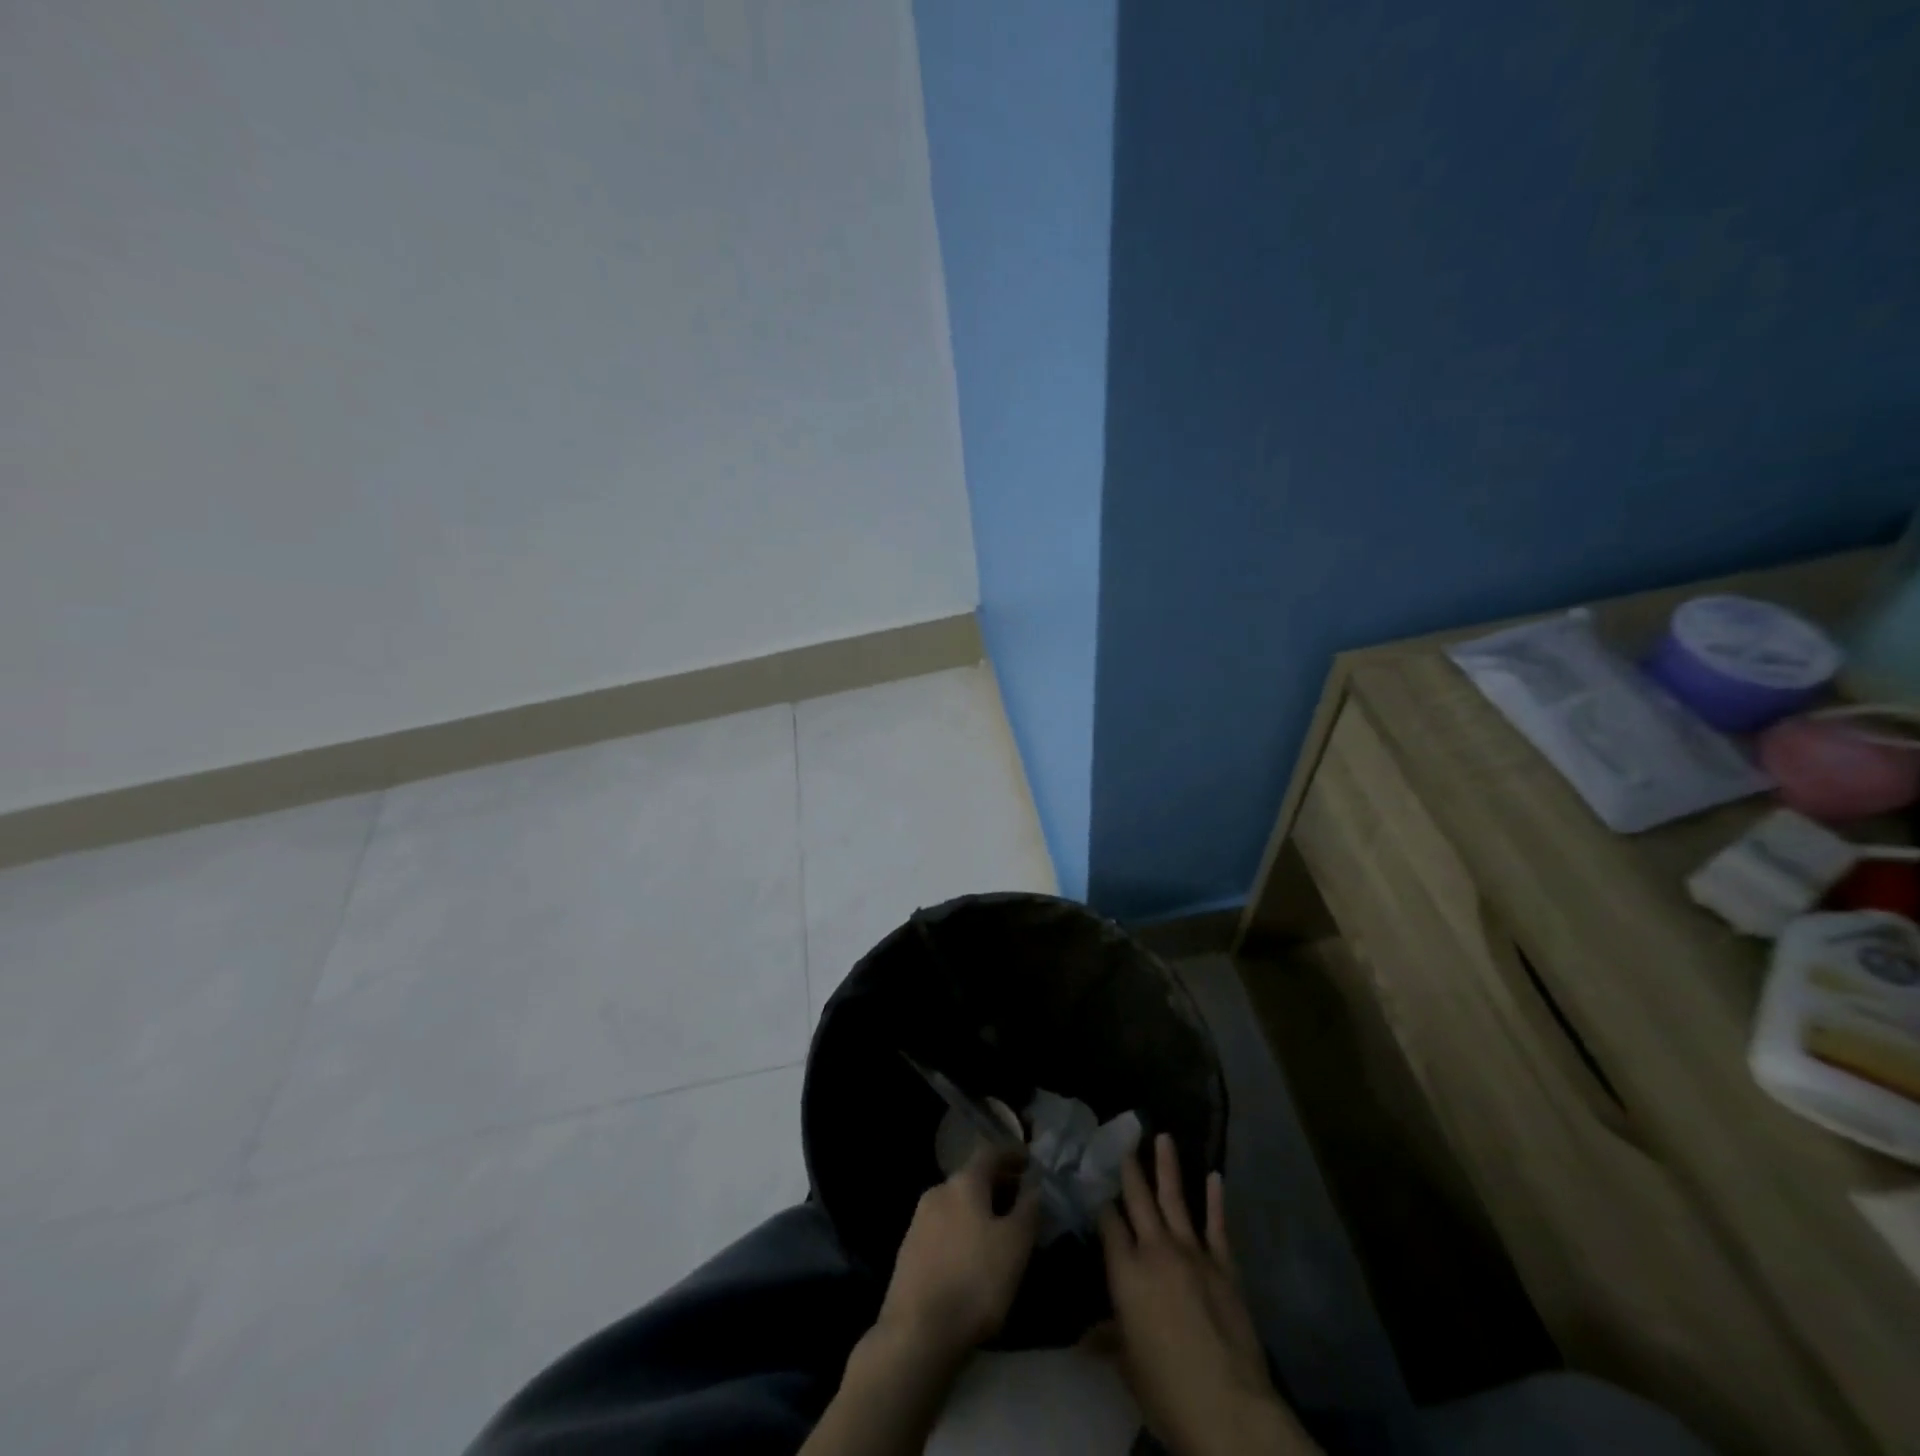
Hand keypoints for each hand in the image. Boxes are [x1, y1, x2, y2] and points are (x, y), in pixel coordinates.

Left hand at [878, 1143, 1039, 1360]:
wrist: (916, 1332)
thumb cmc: (974, 1281)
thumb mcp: (1015, 1246)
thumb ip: (1028, 1210)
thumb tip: (1035, 1186)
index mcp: (964, 1182)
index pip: (990, 1153)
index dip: (1012, 1154)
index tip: (1030, 1161)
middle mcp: (938, 1191)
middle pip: (972, 1177)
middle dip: (998, 1185)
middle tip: (1021, 1200)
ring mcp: (919, 1220)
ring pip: (957, 1203)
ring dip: (980, 1208)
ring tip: (1000, 1229)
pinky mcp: (909, 1249)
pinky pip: (944, 1226)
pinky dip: (963, 1228)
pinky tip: (973, 1254)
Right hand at [1097, 1135, 1317, 1455]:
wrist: (1229, 1409)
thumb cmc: (1167, 1391)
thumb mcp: (1128, 1367)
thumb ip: (1109, 1339)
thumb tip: (1086, 1337)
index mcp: (1126, 1273)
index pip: (1108, 1225)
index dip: (1102, 1204)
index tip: (1096, 1184)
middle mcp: (1155, 1251)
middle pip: (1138, 1200)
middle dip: (1130, 1169)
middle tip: (1124, 1140)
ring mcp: (1192, 1253)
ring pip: (1175, 1199)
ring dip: (1168, 1167)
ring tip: (1163, 1136)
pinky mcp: (1224, 1266)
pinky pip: (1217, 1226)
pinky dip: (1215, 1200)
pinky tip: (1214, 1176)